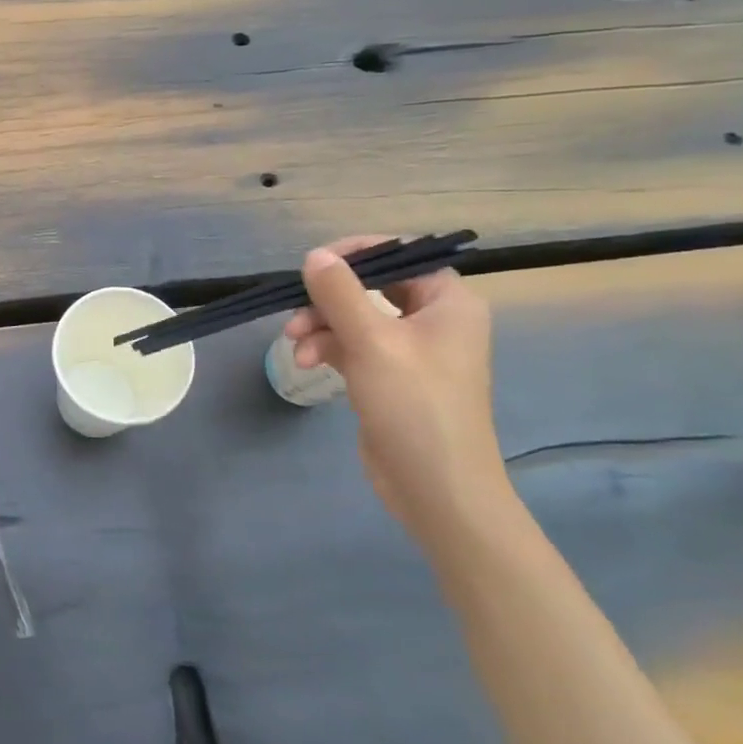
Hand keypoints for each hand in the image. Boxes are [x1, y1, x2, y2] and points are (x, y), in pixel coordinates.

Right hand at [282, 236, 514, 551]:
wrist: (436, 489)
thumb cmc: (414, 406)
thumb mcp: (372, 342)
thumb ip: (339, 293)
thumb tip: (314, 255)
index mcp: (448, 302)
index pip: (400, 255)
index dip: (356, 253)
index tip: (314, 265)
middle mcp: (433, 319)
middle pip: (371, 286)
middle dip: (328, 297)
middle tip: (296, 308)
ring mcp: (411, 350)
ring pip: (355, 316)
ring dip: (320, 324)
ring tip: (294, 344)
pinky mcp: (390, 377)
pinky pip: (352, 345)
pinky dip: (327, 347)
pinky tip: (305, 361)